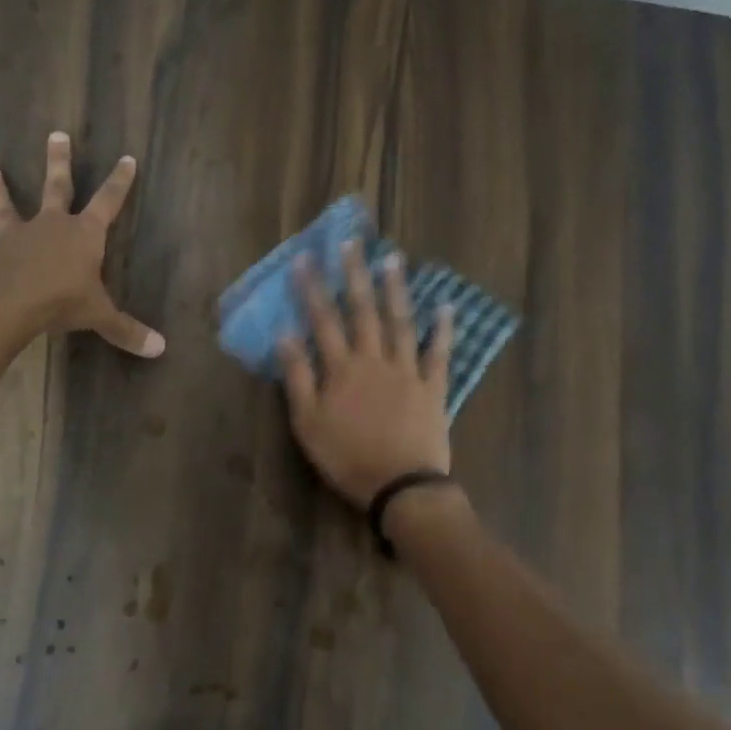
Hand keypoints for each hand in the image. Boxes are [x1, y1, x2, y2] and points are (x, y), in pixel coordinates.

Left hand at [0, 132, 164, 357]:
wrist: (6, 304)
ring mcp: (17, 237)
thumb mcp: (99, 316)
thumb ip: (126, 330)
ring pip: (8, 207)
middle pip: (57, 186)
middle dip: (59, 161)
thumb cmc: (61, 301)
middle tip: (56, 134)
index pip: (108, 201)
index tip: (127, 158)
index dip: (119, 182)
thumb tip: (160, 349)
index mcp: (84, 234)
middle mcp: (51, 226)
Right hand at [277, 240, 454, 508]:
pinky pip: (439, 353)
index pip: (323, 320)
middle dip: (354, 275)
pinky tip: (445, 307)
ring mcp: (408, 371)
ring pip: (400, 322)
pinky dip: (443, 330)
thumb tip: (285, 335)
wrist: (401, 487)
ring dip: (395, 290)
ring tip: (393, 259)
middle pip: (363, 311)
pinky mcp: (433, 388)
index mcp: (342, 369)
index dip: (312, 288)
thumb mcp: (308, 424)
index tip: (305, 258)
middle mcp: (375, 360)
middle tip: (351, 243)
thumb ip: (298, 378)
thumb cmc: (347, 458)